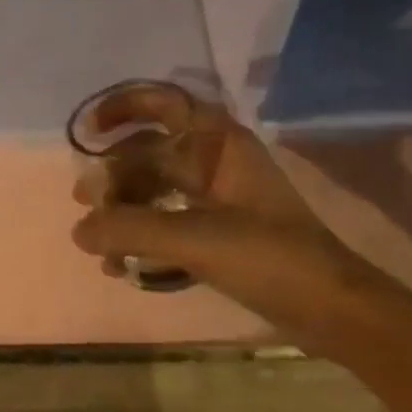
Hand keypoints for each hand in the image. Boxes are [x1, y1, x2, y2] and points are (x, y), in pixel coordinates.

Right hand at [70, 94, 393, 354]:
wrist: (333, 309)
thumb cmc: (269, 257)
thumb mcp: (194, 239)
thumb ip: (130, 230)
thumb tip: (79, 230)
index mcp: (218, 143)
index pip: (163, 103)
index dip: (122, 107)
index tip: (88, 131)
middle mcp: (216, 160)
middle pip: (151, 151)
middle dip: (115, 174)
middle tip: (84, 201)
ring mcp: (219, 196)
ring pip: (157, 188)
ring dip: (125, 210)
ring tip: (99, 244)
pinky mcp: (221, 230)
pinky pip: (169, 220)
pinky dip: (144, 236)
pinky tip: (123, 265)